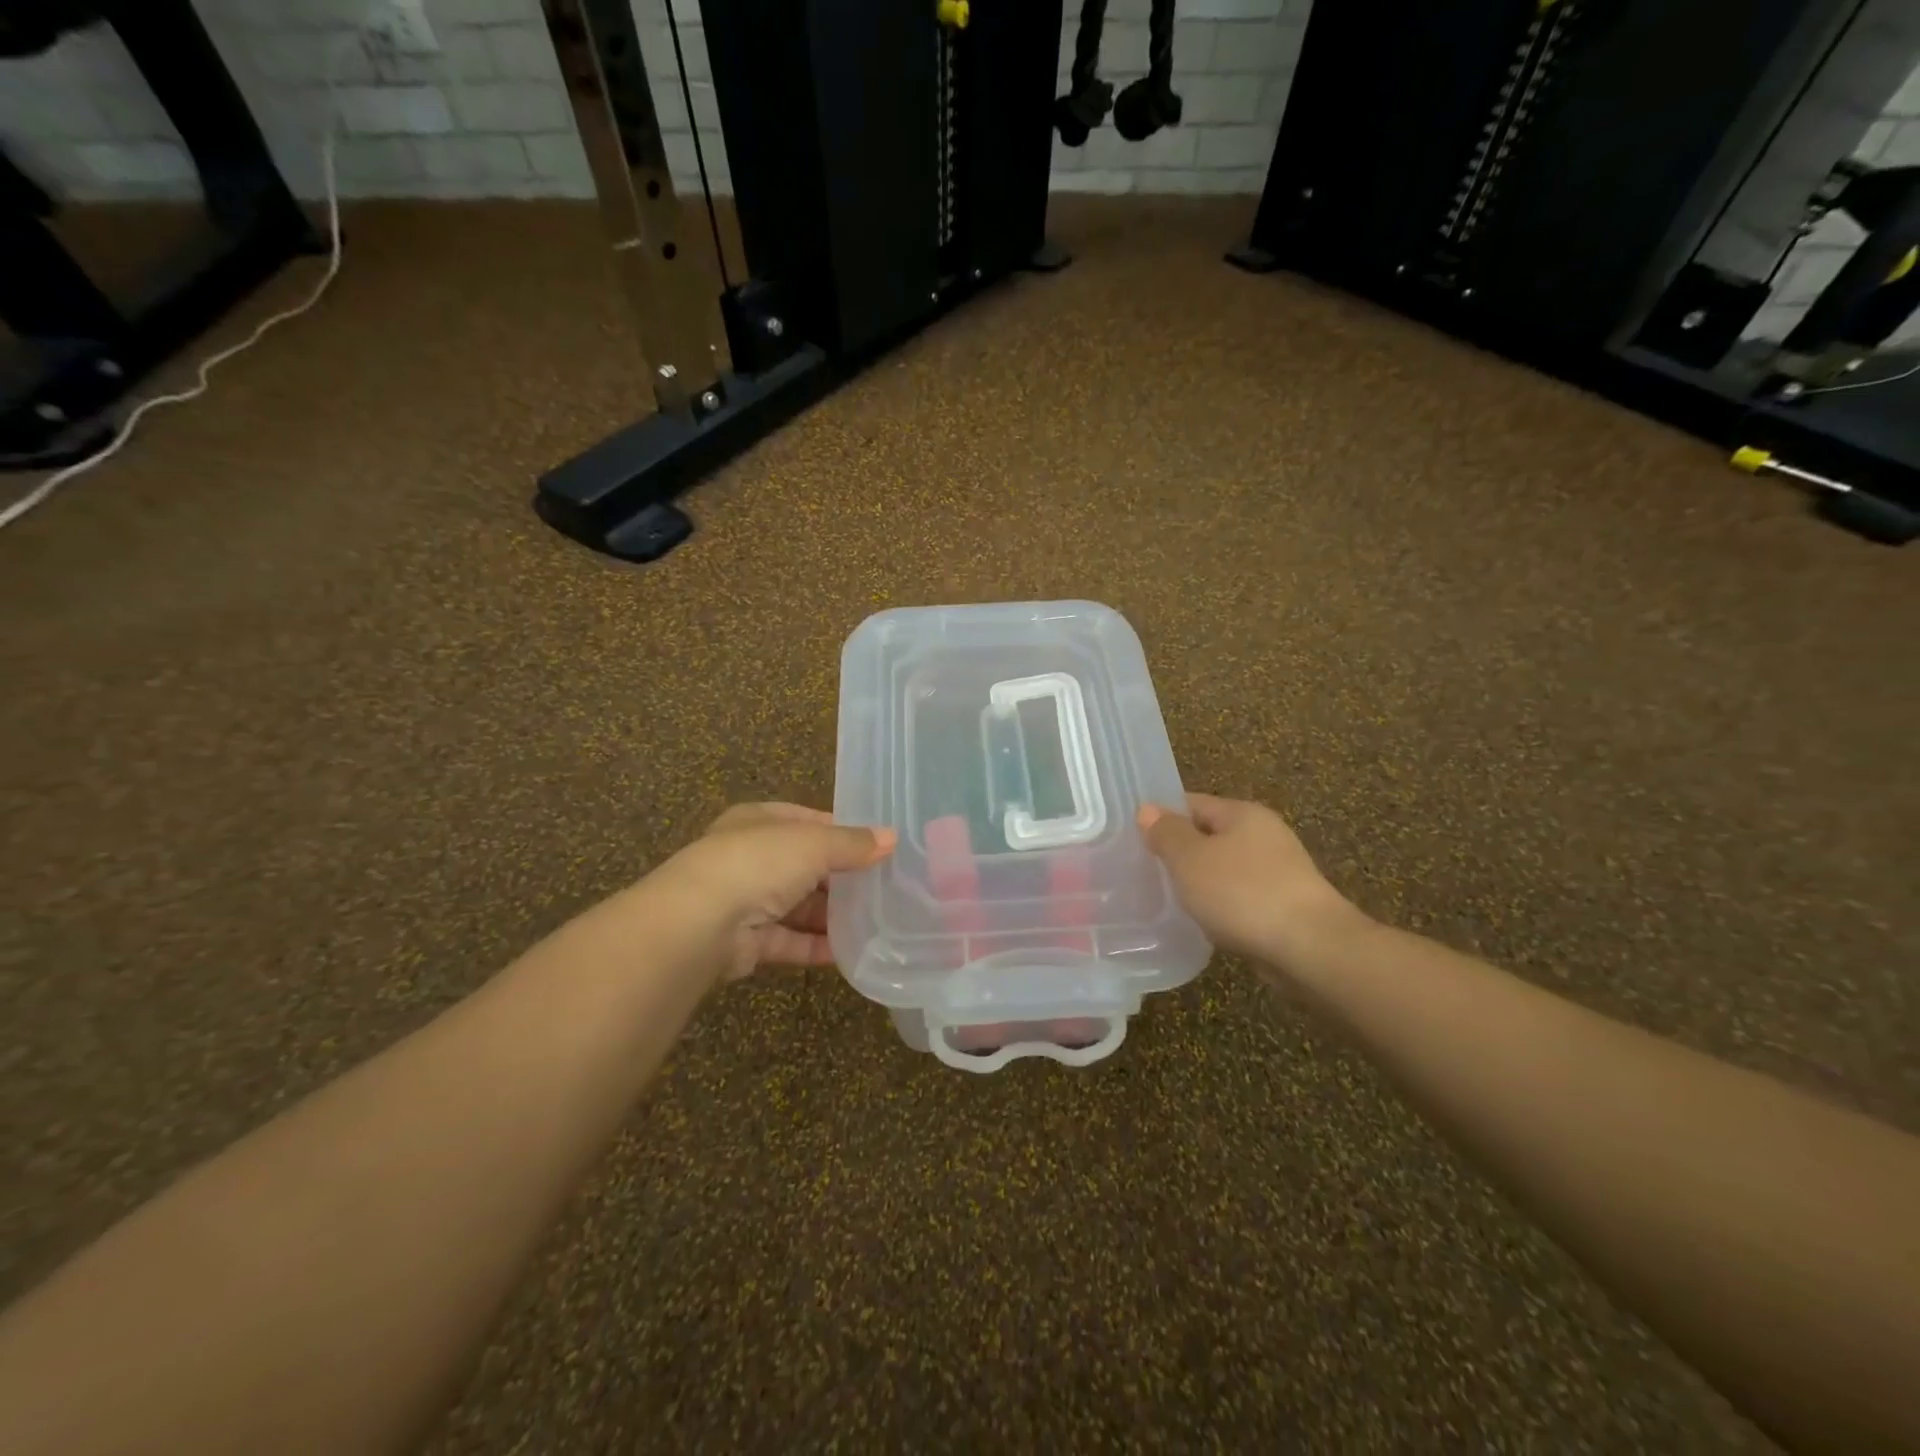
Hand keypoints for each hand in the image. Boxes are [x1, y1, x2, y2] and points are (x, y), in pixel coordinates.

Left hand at [659, 803, 895, 980]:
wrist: (698, 924)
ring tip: (874, 922)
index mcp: (758, 822)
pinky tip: (849, 952)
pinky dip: (815, 947)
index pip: (805, 821)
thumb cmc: (757, 864)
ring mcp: (745, 901)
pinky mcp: (746, 943)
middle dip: (839, 877)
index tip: (876, 845)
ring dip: (830, 916)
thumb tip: (891, 838)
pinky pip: (789, 942)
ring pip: (796, 906)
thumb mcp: (813, 843)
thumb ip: (852, 843)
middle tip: (882, 887)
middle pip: (803, 866)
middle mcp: (749, 858)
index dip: (840, 830)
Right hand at [1138, 794, 1361, 965]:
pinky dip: (1222, 905)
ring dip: (1201, 881)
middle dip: (1180, 852)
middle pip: (1209, 835)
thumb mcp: (1190, 859)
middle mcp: (1264, 834)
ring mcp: (1279, 870)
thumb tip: (1148, 809)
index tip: (1132, 839)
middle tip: (1145, 872)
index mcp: (1242, 813)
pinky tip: (1206, 922)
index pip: (1192, 803)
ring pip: (1225, 868)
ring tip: (1170, 900)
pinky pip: (1241, 896)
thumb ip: (1166, 833)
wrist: (1311, 948)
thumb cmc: (1242, 894)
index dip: (1161, 818)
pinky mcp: (1286, 904)